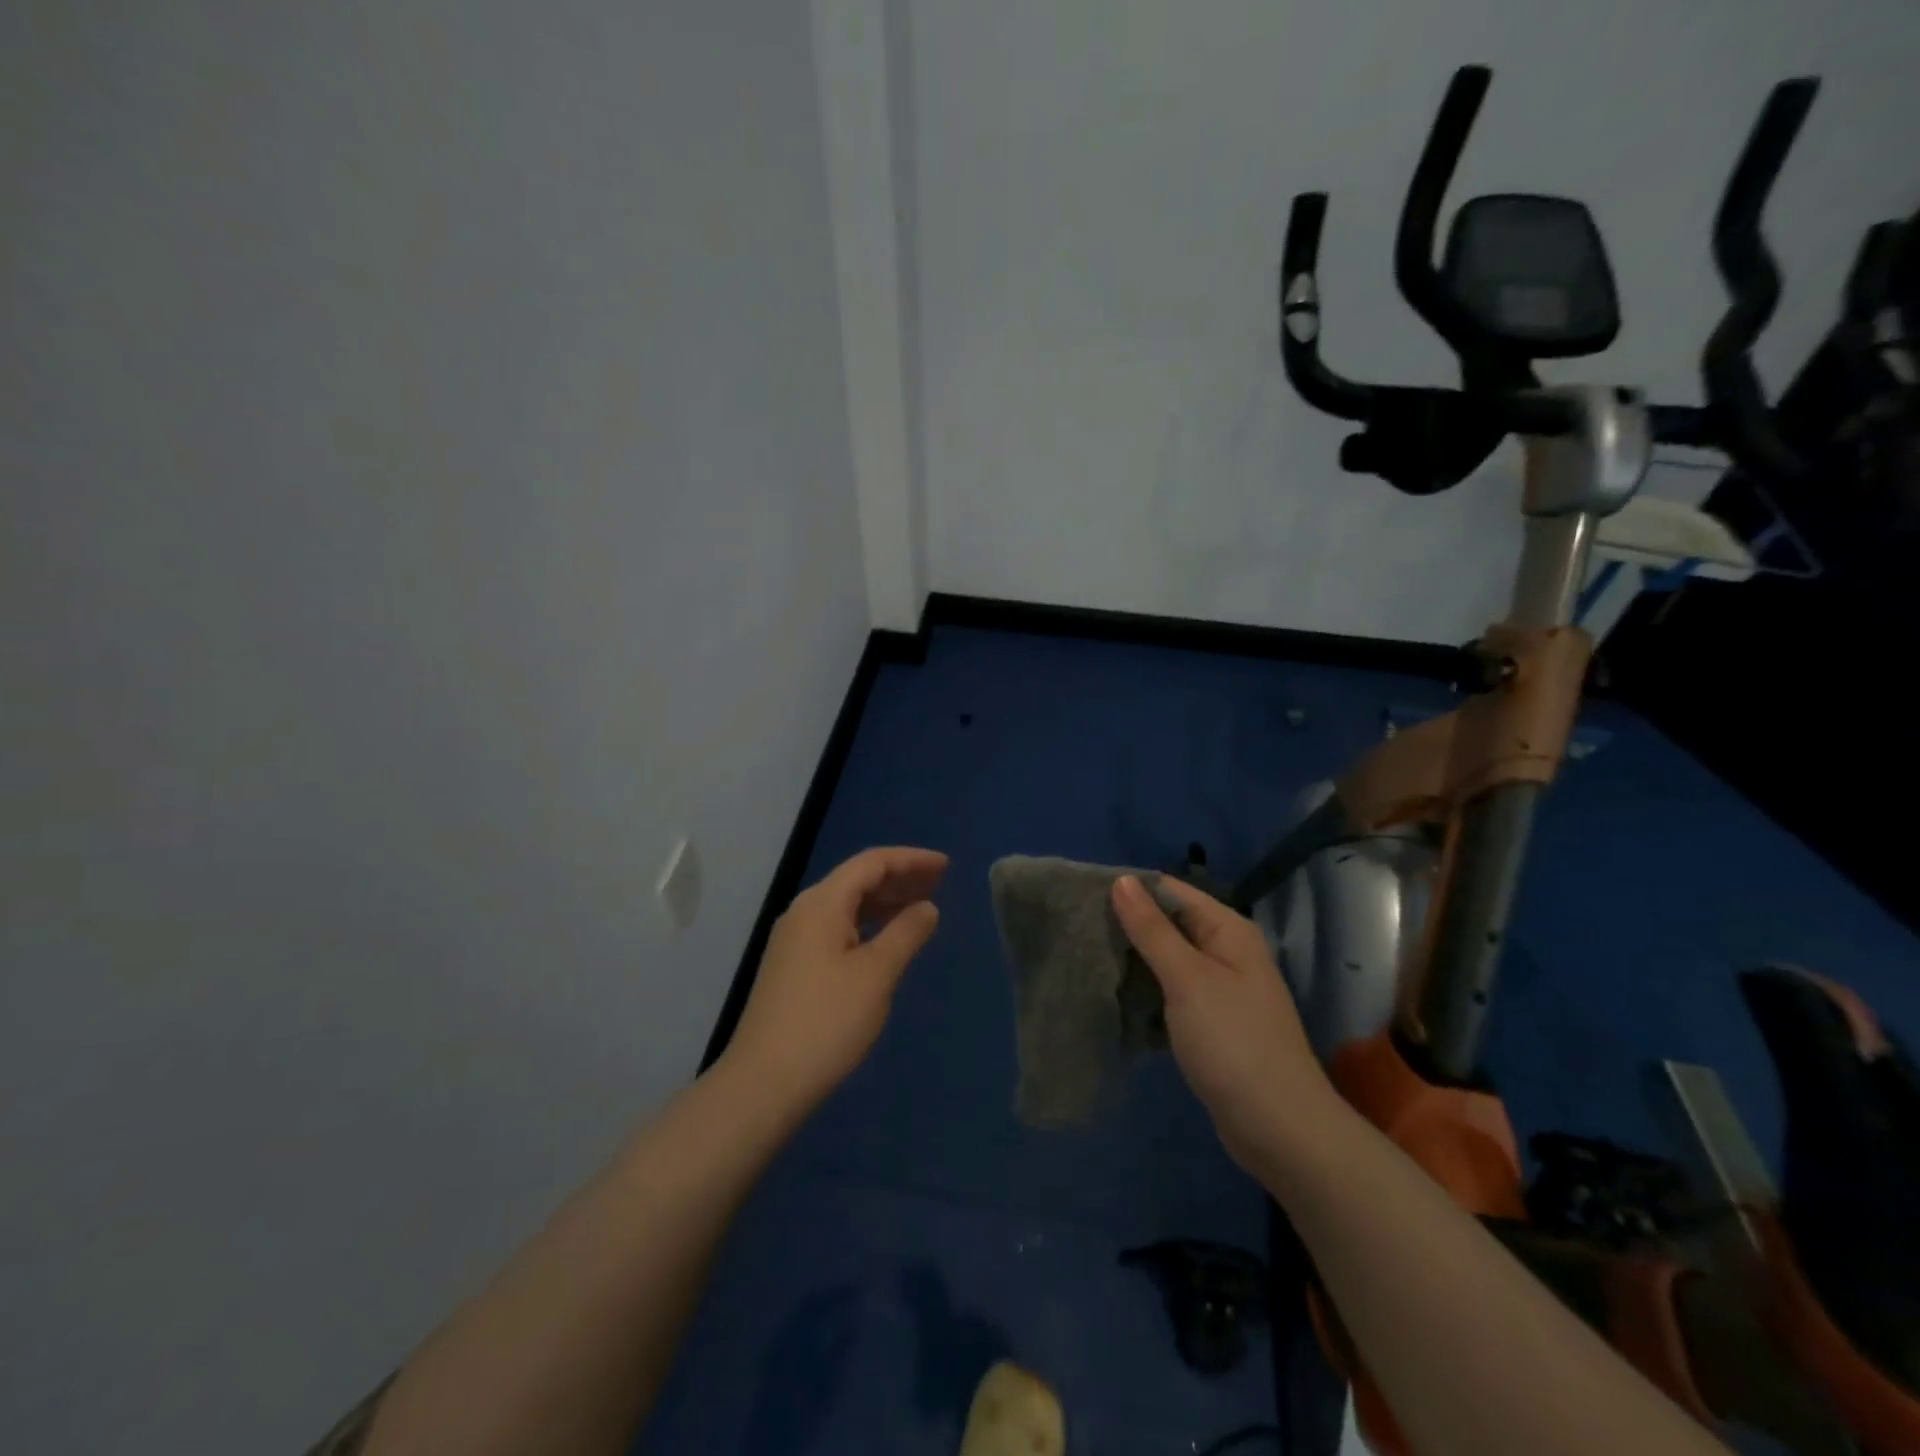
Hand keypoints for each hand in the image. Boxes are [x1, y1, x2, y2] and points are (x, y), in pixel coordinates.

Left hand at [721, 847, 947, 1110]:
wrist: (763, 1083)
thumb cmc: (826, 1022)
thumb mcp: (876, 975)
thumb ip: (906, 933)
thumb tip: (927, 907)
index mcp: (821, 903)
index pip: (871, 863)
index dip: (911, 859)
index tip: (946, 865)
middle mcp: (804, 912)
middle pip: (857, 880)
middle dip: (900, 877)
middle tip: (940, 883)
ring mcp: (794, 940)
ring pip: (846, 906)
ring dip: (884, 902)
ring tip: (921, 907)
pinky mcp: (793, 966)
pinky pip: (837, 928)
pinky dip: (867, 925)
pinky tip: (887, 940)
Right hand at [1111, 875, 1335, 1170]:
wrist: (1279, 1129)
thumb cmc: (1233, 1043)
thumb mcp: (1187, 979)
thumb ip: (1152, 929)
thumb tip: (1122, 880)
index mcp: (1227, 930)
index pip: (1170, 891)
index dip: (1129, 889)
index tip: (1082, 897)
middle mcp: (1226, 951)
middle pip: (1168, 924)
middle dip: (1126, 926)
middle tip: (1077, 929)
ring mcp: (1220, 989)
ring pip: (1166, 960)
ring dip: (1133, 960)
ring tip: (1086, 957)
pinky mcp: (1210, 1022)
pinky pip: (1170, 992)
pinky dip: (1145, 991)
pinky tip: (1113, 995)